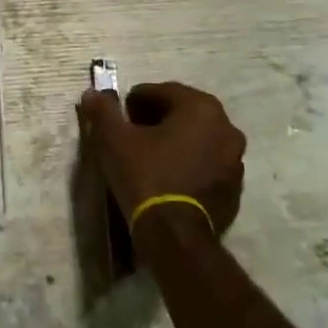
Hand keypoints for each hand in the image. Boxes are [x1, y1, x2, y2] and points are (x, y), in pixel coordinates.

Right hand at [78, 82, 245, 236]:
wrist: (175, 237)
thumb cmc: (145, 176)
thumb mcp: (114, 139)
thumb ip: (103, 111)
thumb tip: (92, 94)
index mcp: (201, 107)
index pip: (160, 91)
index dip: (134, 102)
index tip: (118, 119)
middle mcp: (226, 128)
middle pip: (182, 113)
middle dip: (156, 119)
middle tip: (131, 134)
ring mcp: (235, 161)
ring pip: (197, 139)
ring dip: (174, 141)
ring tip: (148, 157)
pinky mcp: (234, 189)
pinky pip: (206, 164)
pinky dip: (187, 164)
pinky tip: (167, 178)